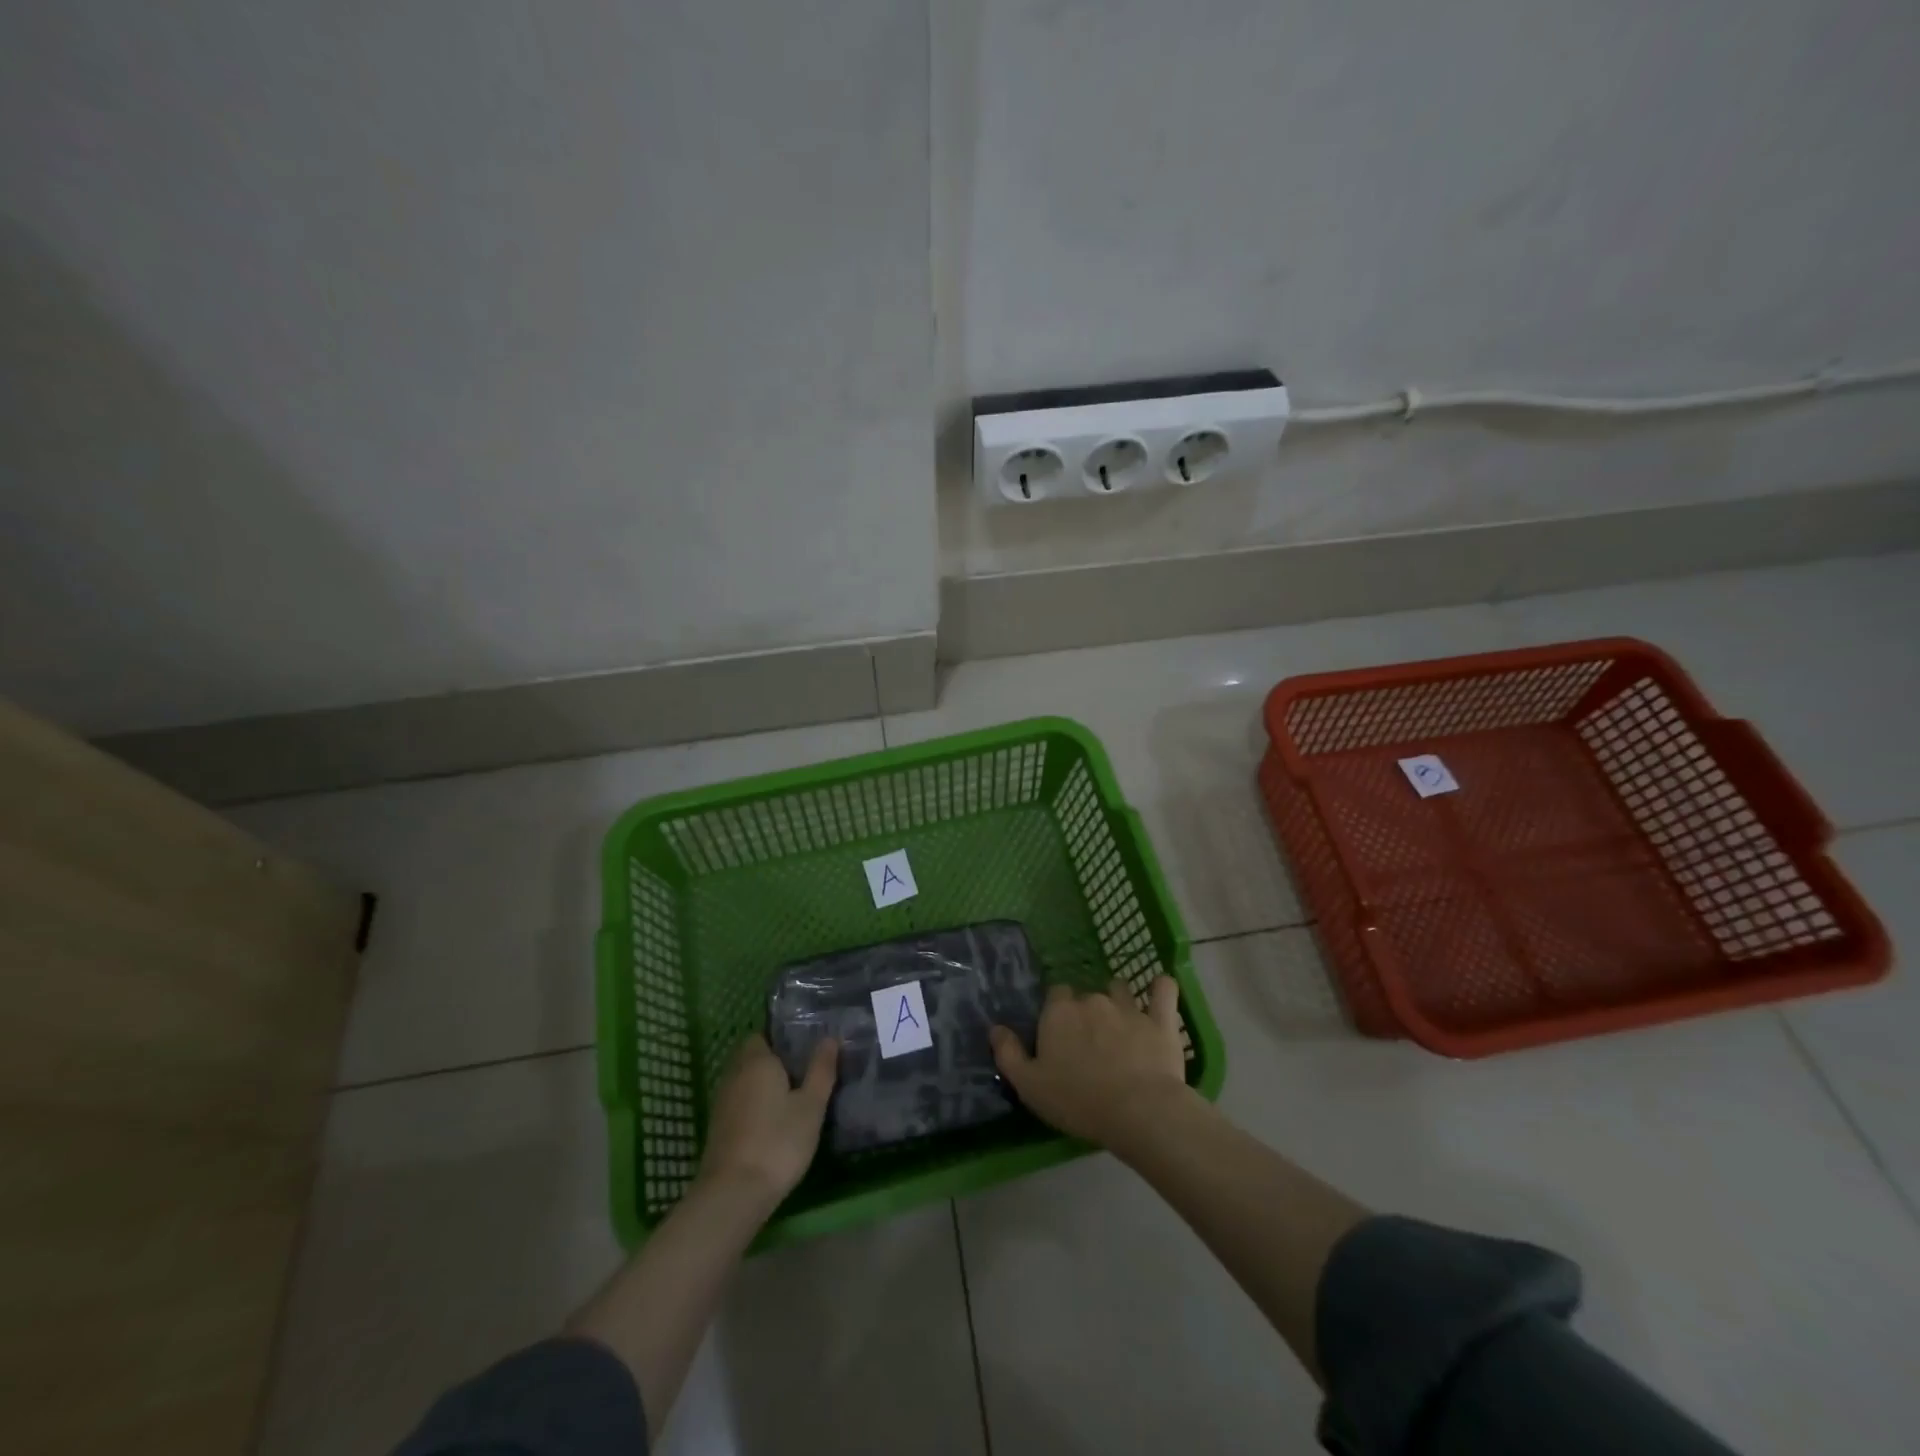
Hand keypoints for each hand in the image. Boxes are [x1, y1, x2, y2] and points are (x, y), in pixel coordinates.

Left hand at [697, 1035, 837, 1204]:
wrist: (733, 1194)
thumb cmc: (778, 1141)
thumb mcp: (811, 1105)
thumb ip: (821, 1070)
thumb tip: (829, 1038)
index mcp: (757, 1061)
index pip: (762, 1035)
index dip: (780, 1041)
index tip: (803, 1052)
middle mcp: (734, 1074)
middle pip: (751, 1057)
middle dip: (772, 1062)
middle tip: (802, 1075)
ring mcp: (722, 1102)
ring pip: (743, 1081)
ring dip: (761, 1085)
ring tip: (790, 1099)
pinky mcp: (717, 1128)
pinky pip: (737, 1102)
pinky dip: (752, 1105)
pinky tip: (771, 1123)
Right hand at [990, 976, 1189, 1148]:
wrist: (1139, 1110)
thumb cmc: (1078, 1101)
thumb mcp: (1029, 1086)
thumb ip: (1008, 1054)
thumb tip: (996, 1028)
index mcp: (1059, 1013)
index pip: (1055, 995)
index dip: (1057, 1013)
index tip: (1060, 1037)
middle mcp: (1092, 1001)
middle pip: (1086, 995)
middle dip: (1086, 1012)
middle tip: (1089, 1043)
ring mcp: (1129, 1007)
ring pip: (1120, 990)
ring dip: (1118, 1001)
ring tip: (1120, 1025)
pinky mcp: (1161, 1019)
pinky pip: (1163, 990)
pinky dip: (1161, 988)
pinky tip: (1159, 991)